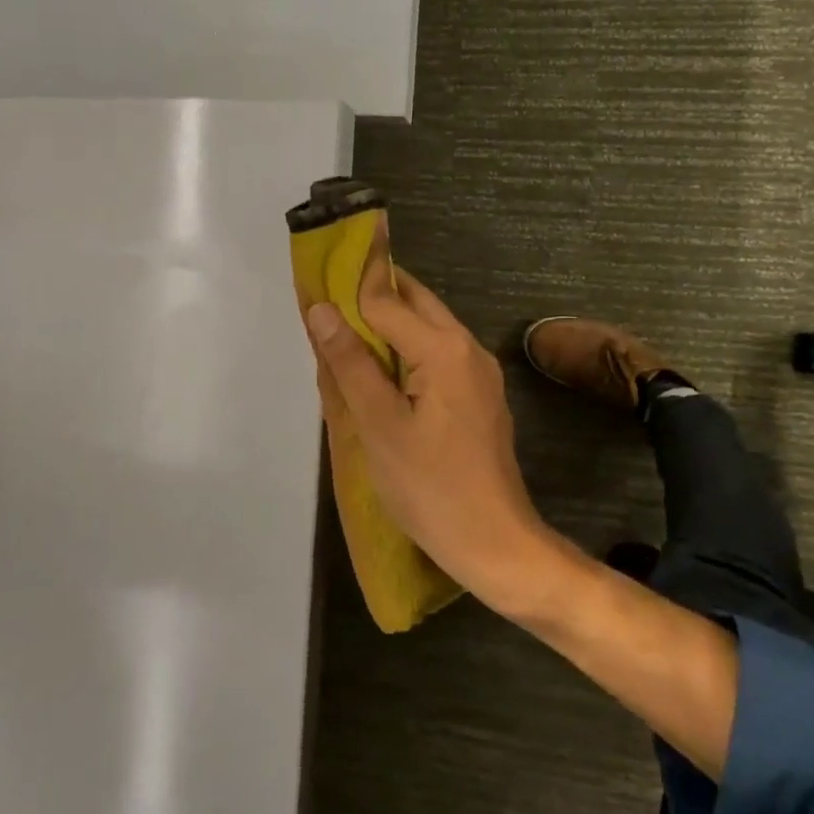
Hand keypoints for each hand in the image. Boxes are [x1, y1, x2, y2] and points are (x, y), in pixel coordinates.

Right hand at [303, 236, 566, 614]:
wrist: (495, 542)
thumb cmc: (430, 487)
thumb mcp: (379, 426)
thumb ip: (350, 363)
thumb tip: (321, 309)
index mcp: (443, 348)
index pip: (387, 300)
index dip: (350, 285)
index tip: (319, 271)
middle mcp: (468, 347)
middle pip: (415, 303)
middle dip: (372, 295)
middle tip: (328, 300)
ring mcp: (479, 372)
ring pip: (428, 328)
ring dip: (389, 323)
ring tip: (346, 334)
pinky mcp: (480, 396)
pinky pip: (439, 356)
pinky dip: (407, 350)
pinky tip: (381, 371)